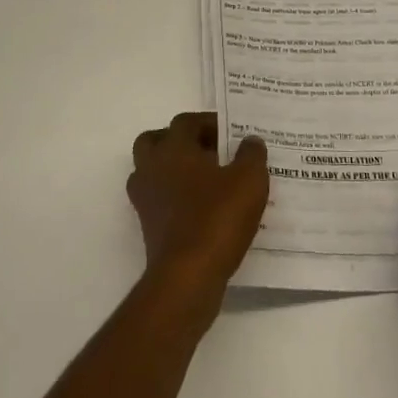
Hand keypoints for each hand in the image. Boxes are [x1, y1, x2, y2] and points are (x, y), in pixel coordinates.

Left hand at [129, 112, 268, 318]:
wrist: (187, 275)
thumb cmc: (217, 218)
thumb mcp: (249, 180)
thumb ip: (251, 154)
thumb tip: (250, 140)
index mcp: (174, 148)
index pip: (185, 121)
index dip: (208, 122)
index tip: (230, 131)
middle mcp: (152, 167)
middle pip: (156, 141)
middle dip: (180, 141)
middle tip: (209, 151)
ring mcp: (145, 198)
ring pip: (153, 170)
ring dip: (174, 169)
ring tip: (206, 179)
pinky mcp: (148, 225)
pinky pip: (159, 199)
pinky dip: (175, 197)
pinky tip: (202, 207)